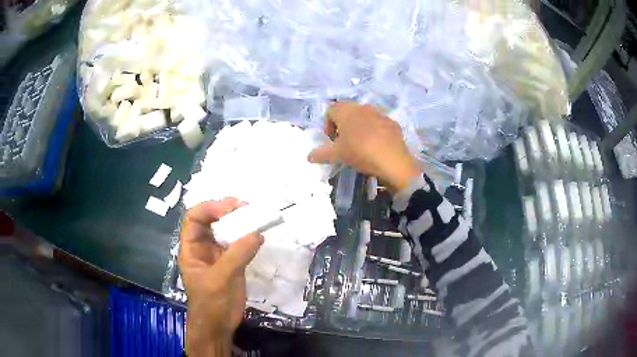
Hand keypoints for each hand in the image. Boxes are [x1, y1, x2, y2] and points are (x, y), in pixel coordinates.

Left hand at [178, 198, 263, 356]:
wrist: (218, 326)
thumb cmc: (212, 303)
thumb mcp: (221, 278)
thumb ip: (237, 255)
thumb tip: (257, 233)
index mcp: (191, 248)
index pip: (194, 218)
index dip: (209, 208)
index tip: (230, 208)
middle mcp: (202, 248)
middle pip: (210, 221)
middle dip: (225, 211)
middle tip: (246, 207)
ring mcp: (216, 255)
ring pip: (224, 232)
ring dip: (237, 223)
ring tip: (254, 217)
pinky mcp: (230, 263)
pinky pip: (237, 244)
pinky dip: (246, 237)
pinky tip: (257, 235)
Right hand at [308, 101, 421, 191]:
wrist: (392, 159)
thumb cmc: (359, 151)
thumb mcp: (337, 155)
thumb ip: (321, 154)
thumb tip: (308, 156)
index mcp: (345, 110)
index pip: (330, 111)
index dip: (327, 125)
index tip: (331, 141)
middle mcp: (362, 107)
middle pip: (347, 112)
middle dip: (343, 125)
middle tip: (344, 143)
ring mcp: (379, 113)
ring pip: (364, 117)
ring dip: (359, 127)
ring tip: (360, 145)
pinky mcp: (392, 122)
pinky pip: (378, 124)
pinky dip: (374, 132)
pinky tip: (376, 146)